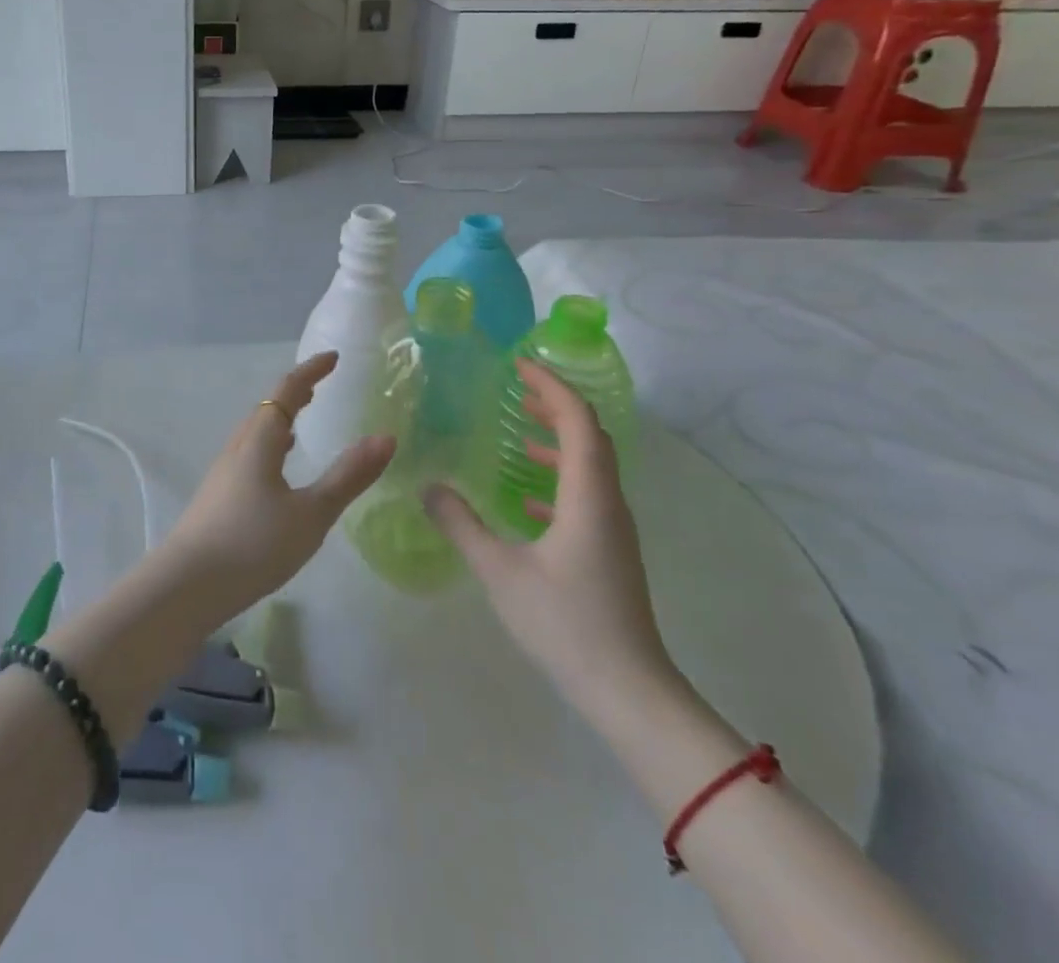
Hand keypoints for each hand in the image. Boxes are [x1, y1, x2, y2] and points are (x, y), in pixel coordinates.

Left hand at [157, 351, 394, 623]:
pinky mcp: (217, 497)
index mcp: (260, 441)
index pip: (286, 392)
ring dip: (279, 420)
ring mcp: (223, 473)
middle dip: (294, 394)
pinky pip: (248, 456)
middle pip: (267, 408)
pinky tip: (276, 472)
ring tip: (300, 424)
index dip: (310, 372)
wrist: (186, 586)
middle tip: (320, 388)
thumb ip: (348, 476)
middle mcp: (238, 448)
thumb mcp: (311, 514)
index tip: (333, 358)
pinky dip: (269, 447)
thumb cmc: (253, 545)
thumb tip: (386, 437)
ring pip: (255, 434)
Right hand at [424, 359, 672, 713]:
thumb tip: (429, 486)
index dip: (552, 386)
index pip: (578, 421)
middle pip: (590, 436)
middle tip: (518, 386)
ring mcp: (613, 529)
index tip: (520, 365)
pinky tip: (527, 498)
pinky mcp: (610, 551)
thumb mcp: (500, 571)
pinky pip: (586, 495)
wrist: (629, 692)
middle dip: (556, 404)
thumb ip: (461, 524)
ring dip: (559, 439)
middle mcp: (607, 502)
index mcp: (588, 496)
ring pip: (591, 466)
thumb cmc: (566, 624)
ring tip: (521, 430)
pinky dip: (559, 478)